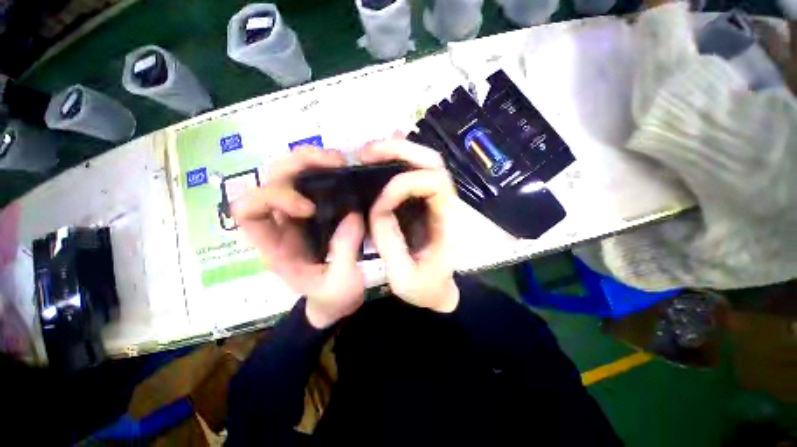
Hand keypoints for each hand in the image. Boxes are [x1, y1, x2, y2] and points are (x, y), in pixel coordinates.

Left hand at [233, 147, 365, 328]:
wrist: (335, 300)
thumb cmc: (333, 297)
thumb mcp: (341, 284)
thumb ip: (344, 252)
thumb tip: (352, 215)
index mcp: (275, 247)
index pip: (248, 211)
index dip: (274, 198)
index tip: (310, 208)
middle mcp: (279, 224)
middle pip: (269, 180)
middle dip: (296, 166)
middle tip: (333, 163)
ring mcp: (297, 214)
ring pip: (288, 174)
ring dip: (309, 161)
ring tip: (340, 162)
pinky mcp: (316, 210)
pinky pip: (311, 181)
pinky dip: (323, 169)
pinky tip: (344, 170)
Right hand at [360, 139, 459, 312]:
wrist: (437, 289)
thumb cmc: (425, 287)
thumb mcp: (404, 277)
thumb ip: (390, 242)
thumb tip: (377, 206)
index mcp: (448, 221)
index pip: (435, 182)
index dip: (405, 185)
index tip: (380, 203)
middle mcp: (446, 203)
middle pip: (432, 161)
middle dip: (399, 150)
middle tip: (365, 152)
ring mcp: (435, 199)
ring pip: (423, 161)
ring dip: (395, 151)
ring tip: (365, 154)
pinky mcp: (424, 201)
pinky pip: (413, 172)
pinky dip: (394, 161)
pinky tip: (376, 159)